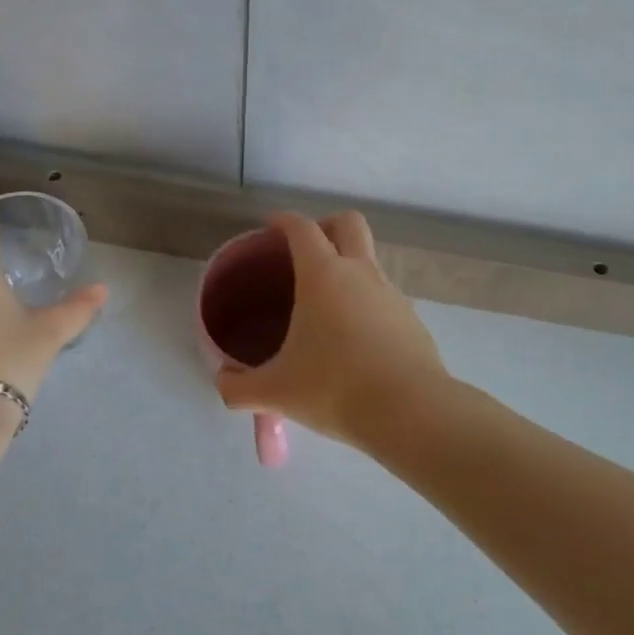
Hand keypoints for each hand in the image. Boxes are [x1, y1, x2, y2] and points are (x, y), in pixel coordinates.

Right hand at [214, 211, 445, 448]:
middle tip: (306, 250)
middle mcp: (360, 273)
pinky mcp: (412, 320)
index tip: (271, 227)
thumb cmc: (335, 389)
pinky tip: (354, 338)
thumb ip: (239, 387)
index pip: (302, 228)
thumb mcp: (276, 392)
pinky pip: (384, 296)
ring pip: (370, 260)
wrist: (411, 413)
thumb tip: (222, 383)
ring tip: (326, 304)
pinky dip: (367, 302)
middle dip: (326, 225)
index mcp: (323, 275)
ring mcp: (391, 294)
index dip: (284, 221)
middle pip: (349, 223)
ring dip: (349, 266)